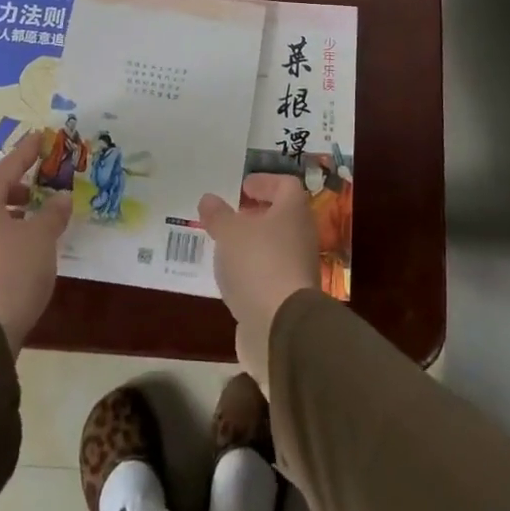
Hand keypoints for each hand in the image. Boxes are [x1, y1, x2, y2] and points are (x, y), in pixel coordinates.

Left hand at [0, 135, 71, 354]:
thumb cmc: (12, 273)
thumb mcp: (42, 240)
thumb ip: (52, 214)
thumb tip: (60, 198)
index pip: (6, 168)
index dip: (25, 153)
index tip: (39, 138)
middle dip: (0, 187)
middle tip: (26, 196)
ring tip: (24, 227)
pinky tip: (9, 253)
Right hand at [198, 173, 319, 394]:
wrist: (281, 328)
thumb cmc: (258, 264)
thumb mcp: (229, 233)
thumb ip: (218, 215)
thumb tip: (208, 199)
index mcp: (293, 212)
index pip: (286, 185)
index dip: (265, 182)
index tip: (243, 187)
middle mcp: (301, 236)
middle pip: (282, 217)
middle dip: (256, 215)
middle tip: (230, 216)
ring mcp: (298, 269)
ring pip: (275, 247)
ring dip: (252, 244)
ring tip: (224, 246)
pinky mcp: (288, 298)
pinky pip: (269, 274)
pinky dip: (252, 271)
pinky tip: (231, 277)